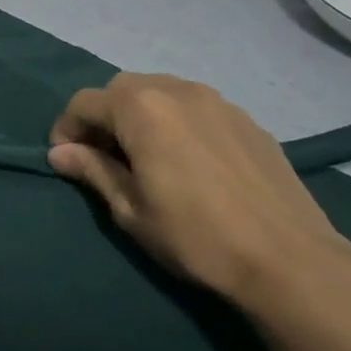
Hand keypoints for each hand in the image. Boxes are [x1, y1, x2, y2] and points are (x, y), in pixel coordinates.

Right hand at [47, 73, 350, 299]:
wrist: (291, 261)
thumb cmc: (195, 236)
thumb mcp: (129, 209)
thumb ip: (92, 171)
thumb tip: (60, 152)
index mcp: (140, 108)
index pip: (84, 103)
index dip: (67, 129)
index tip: (68, 161)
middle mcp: (177, 90)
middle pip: (121, 89)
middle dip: (104, 117)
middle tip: (105, 157)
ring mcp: (218, 102)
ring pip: (160, 93)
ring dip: (141, 116)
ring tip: (146, 156)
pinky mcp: (248, 120)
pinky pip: (195, 108)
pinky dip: (177, 123)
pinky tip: (188, 161)